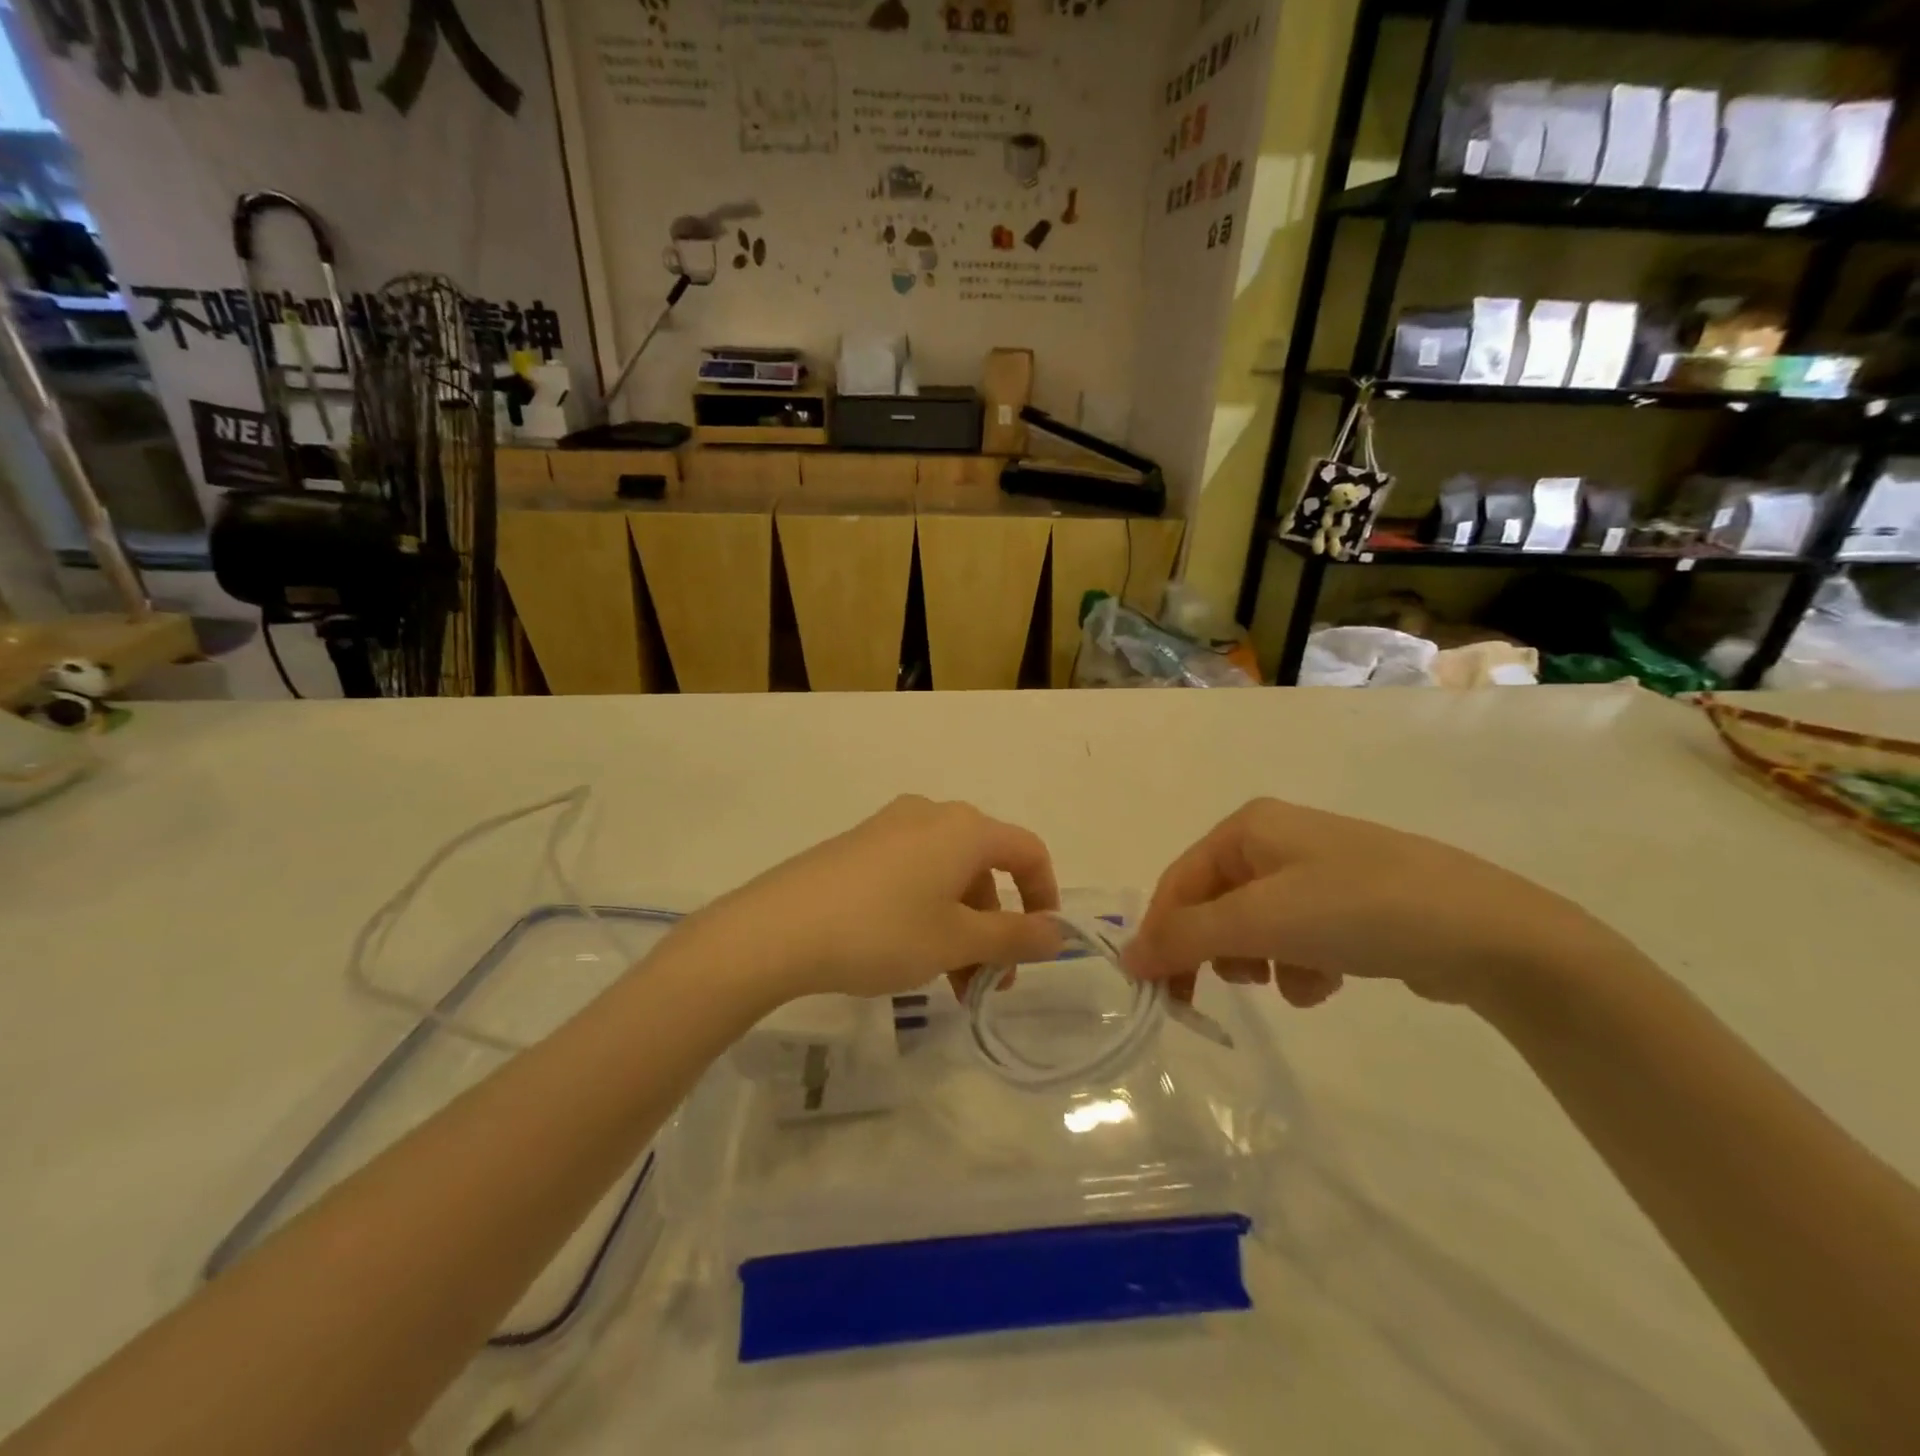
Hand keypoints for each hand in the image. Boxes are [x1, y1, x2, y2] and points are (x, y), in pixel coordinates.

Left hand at [694, 796, 1062, 1001]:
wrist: (779, 928)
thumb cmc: (883, 931)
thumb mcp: (956, 941)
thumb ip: (1014, 937)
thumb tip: (1057, 934)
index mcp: (964, 828)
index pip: (1027, 851)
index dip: (1044, 897)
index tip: (1040, 947)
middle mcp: (931, 815)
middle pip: (984, 868)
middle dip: (995, 927)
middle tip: (987, 983)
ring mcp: (890, 827)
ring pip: (947, 876)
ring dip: (961, 927)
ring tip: (948, 984)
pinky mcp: (858, 846)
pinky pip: (912, 874)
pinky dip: (927, 913)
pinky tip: (908, 955)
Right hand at [1122, 798, 1611, 1011]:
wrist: (1489, 933)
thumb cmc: (1358, 910)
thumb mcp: (1261, 920)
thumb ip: (1185, 937)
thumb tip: (1126, 955)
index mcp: (1248, 827)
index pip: (1179, 882)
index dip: (1162, 935)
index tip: (1156, 993)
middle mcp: (1276, 840)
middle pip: (1214, 904)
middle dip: (1218, 950)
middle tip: (1222, 993)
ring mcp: (1316, 871)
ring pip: (1254, 926)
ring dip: (1262, 961)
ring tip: (1295, 980)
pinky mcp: (1349, 904)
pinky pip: (1296, 937)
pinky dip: (1300, 964)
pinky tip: (1329, 981)